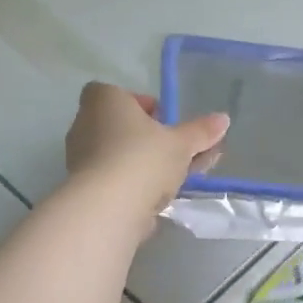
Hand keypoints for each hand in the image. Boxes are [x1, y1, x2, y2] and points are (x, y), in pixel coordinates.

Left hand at [64, 82, 228, 222]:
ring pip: (118, 157)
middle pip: (121, 127)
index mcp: (104, 100)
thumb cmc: (142, 159)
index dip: (143, 107)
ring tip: (173, 182)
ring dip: (142, 167)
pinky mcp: (83, 189)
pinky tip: (154, 202)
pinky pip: (112, 181)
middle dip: (148, 141)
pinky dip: (131, 188)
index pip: (120, 94)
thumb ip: (200, 132)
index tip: (165, 124)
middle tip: (175, 155)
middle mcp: (84, 124)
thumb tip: (223, 119)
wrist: (107, 208)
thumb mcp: (180, 144)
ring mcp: (79, 158)